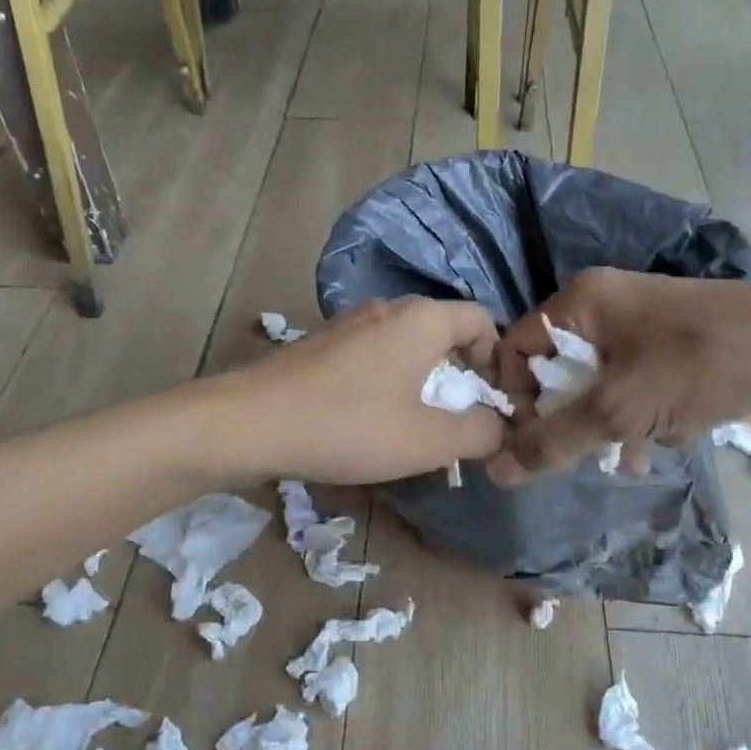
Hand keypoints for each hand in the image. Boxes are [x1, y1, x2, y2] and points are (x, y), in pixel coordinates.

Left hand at [216, 298, 506, 483]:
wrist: (250, 423)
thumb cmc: (350, 426)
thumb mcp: (427, 440)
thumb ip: (478, 433)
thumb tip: (500, 427)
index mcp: (422, 319)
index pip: (482, 319)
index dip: (498, 359)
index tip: (491, 401)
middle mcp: (388, 308)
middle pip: (444, 330)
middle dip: (460, 374)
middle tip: (459, 418)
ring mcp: (349, 323)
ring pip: (406, 344)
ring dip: (423, 380)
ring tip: (416, 424)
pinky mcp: (322, 344)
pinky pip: (374, 355)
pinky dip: (388, 381)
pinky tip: (371, 419)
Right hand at [485, 269, 750, 482]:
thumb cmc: (703, 364)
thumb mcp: (620, 408)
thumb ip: (556, 441)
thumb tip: (496, 472)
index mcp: (582, 303)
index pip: (517, 349)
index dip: (516, 397)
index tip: (530, 442)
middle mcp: (606, 309)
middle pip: (557, 372)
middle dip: (565, 419)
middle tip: (575, 456)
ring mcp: (644, 331)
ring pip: (597, 388)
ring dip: (604, 429)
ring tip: (621, 461)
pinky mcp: (675, 355)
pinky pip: (635, 393)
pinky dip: (638, 423)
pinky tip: (654, 453)